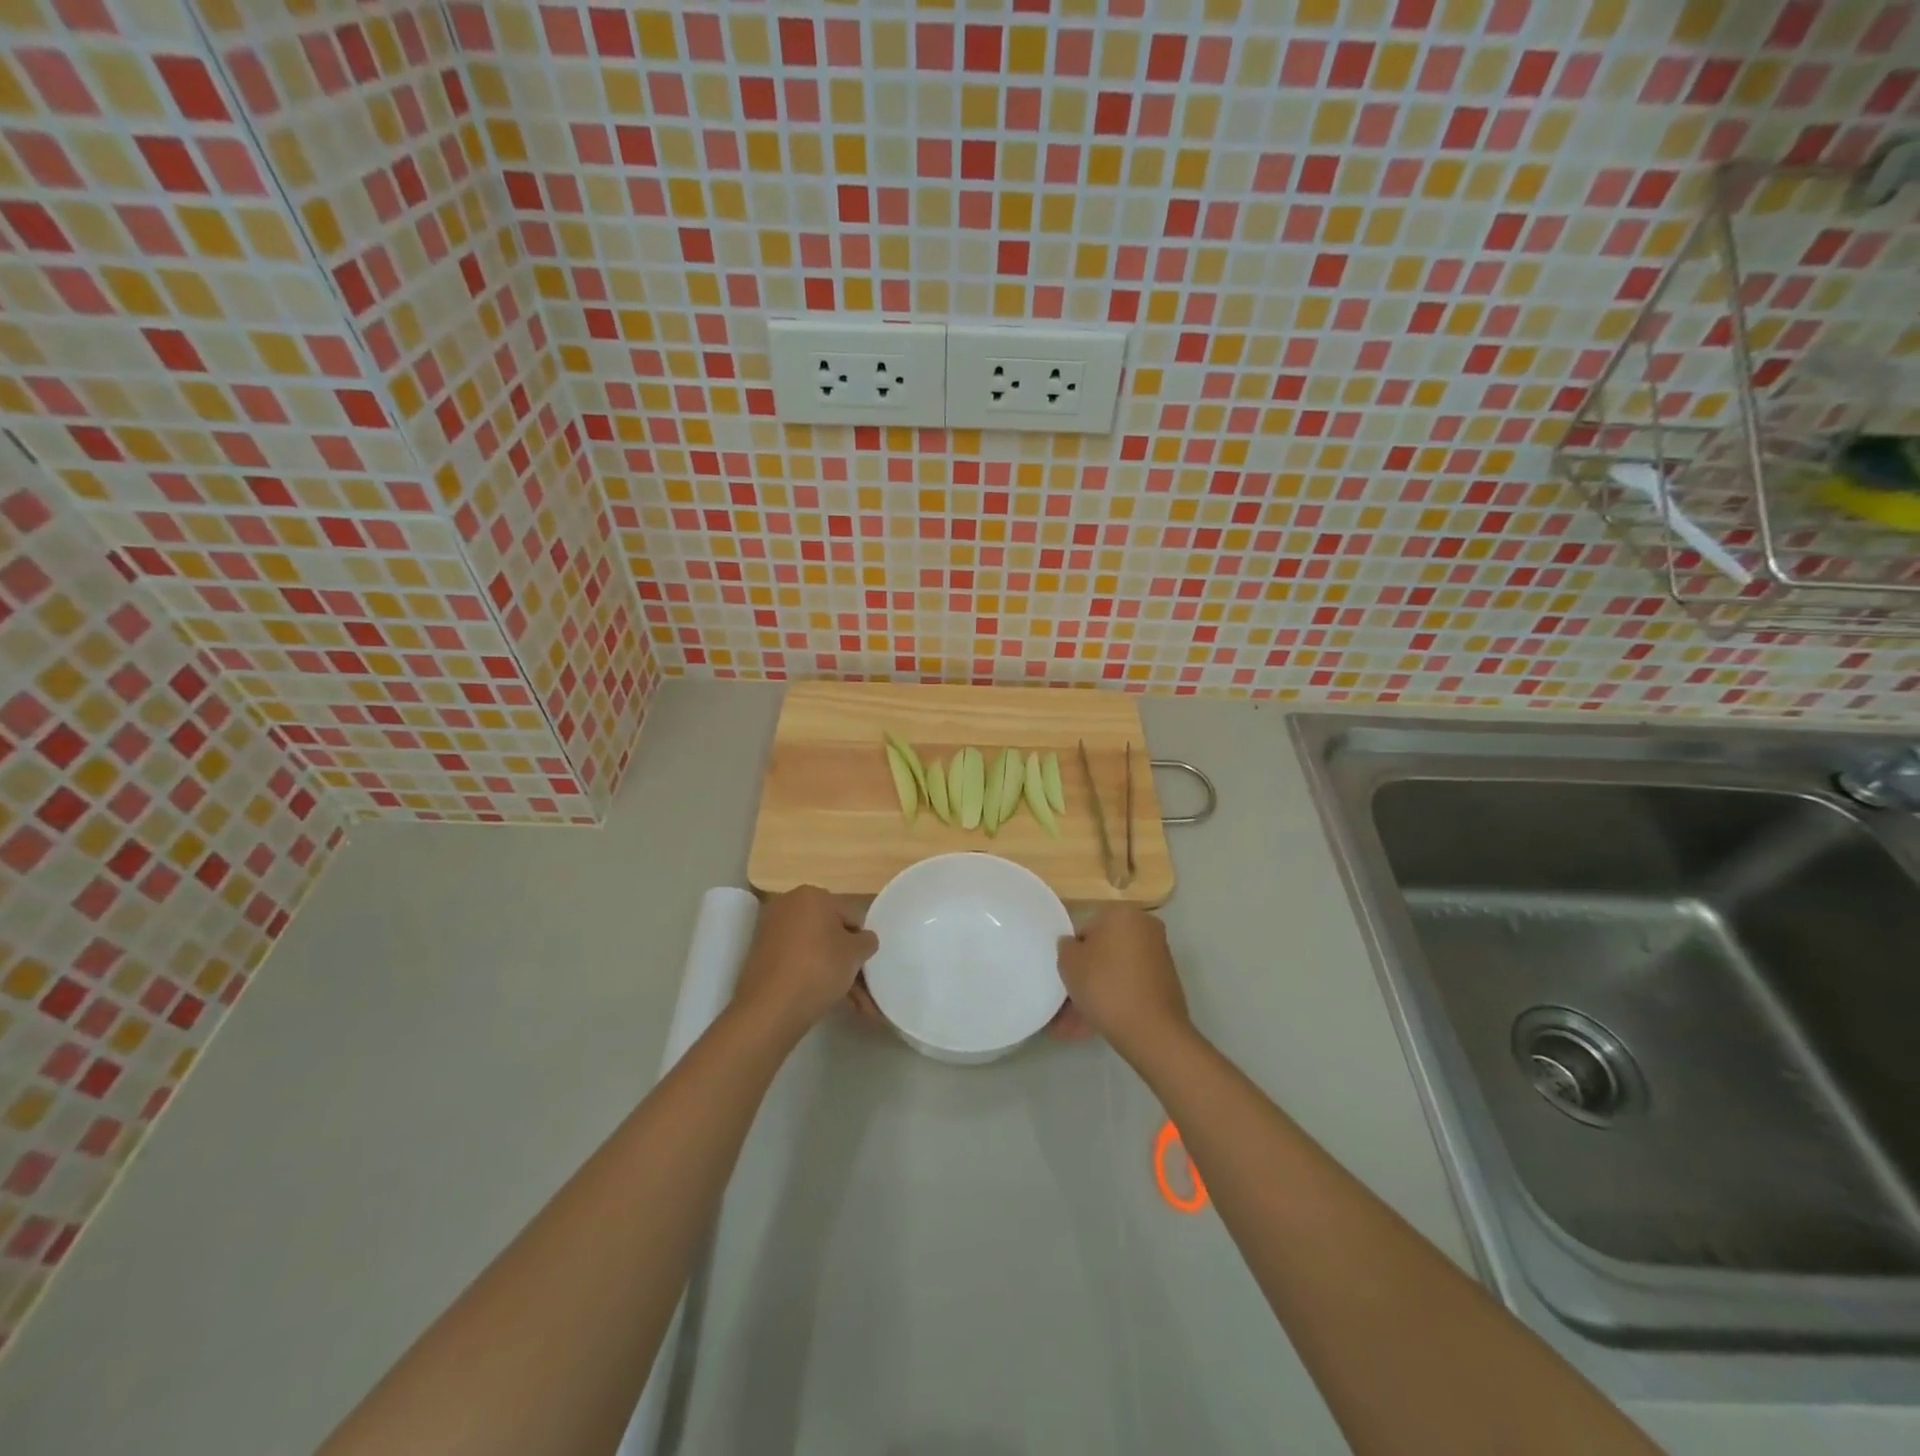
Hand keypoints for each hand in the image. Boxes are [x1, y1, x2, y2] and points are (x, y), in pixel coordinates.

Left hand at [736, 886, 877, 1040]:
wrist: (771, 1007)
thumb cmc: (820, 967)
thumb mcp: (856, 953)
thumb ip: (867, 941)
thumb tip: (864, 940)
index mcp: (811, 894)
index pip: (850, 915)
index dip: (861, 941)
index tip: (866, 964)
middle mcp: (787, 906)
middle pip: (830, 932)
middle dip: (847, 961)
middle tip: (862, 986)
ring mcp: (771, 932)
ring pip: (814, 951)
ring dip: (834, 974)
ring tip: (853, 1004)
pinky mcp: (761, 957)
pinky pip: (796, 963)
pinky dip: (812, 978)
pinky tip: (828, 1001)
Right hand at [1056, 906, 1189, 1057]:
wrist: (1152, 1031)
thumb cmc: (1105, 985)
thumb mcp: (1069, 962)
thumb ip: (1066, 946)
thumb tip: (1073, 944)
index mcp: (1123, 913)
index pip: (1086, 928)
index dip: (1072, 953)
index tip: (1065, 976)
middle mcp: (1145, 928)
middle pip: (1104, 951)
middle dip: (1084, 976)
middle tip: (1066, 1002)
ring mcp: (1158, 958)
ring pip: (1115, 973)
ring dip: (1094, 994)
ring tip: (1072, 1026)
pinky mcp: (1165, 985)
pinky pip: (1129, 988)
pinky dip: (1112, 1002)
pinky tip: (1091, 1027)